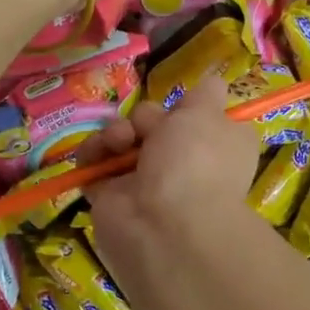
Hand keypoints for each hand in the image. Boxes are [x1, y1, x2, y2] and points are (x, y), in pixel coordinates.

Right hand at [72, 75, 262, 280]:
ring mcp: (146, 180)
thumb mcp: (209, 114)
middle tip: (149, 132)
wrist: (164, 225)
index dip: (190, 108)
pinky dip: (92, 152)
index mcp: (217, 147)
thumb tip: (214, 84)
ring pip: (123, 137)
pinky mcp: (111, 194)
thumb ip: (207, 93)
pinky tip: (97, 155)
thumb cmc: (196, 162)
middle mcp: (185, 163)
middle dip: (148, 119)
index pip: (202, 119)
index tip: (186, 107)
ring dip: (117, 132)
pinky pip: (95, 160)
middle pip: (155, 121)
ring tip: (120, 142)